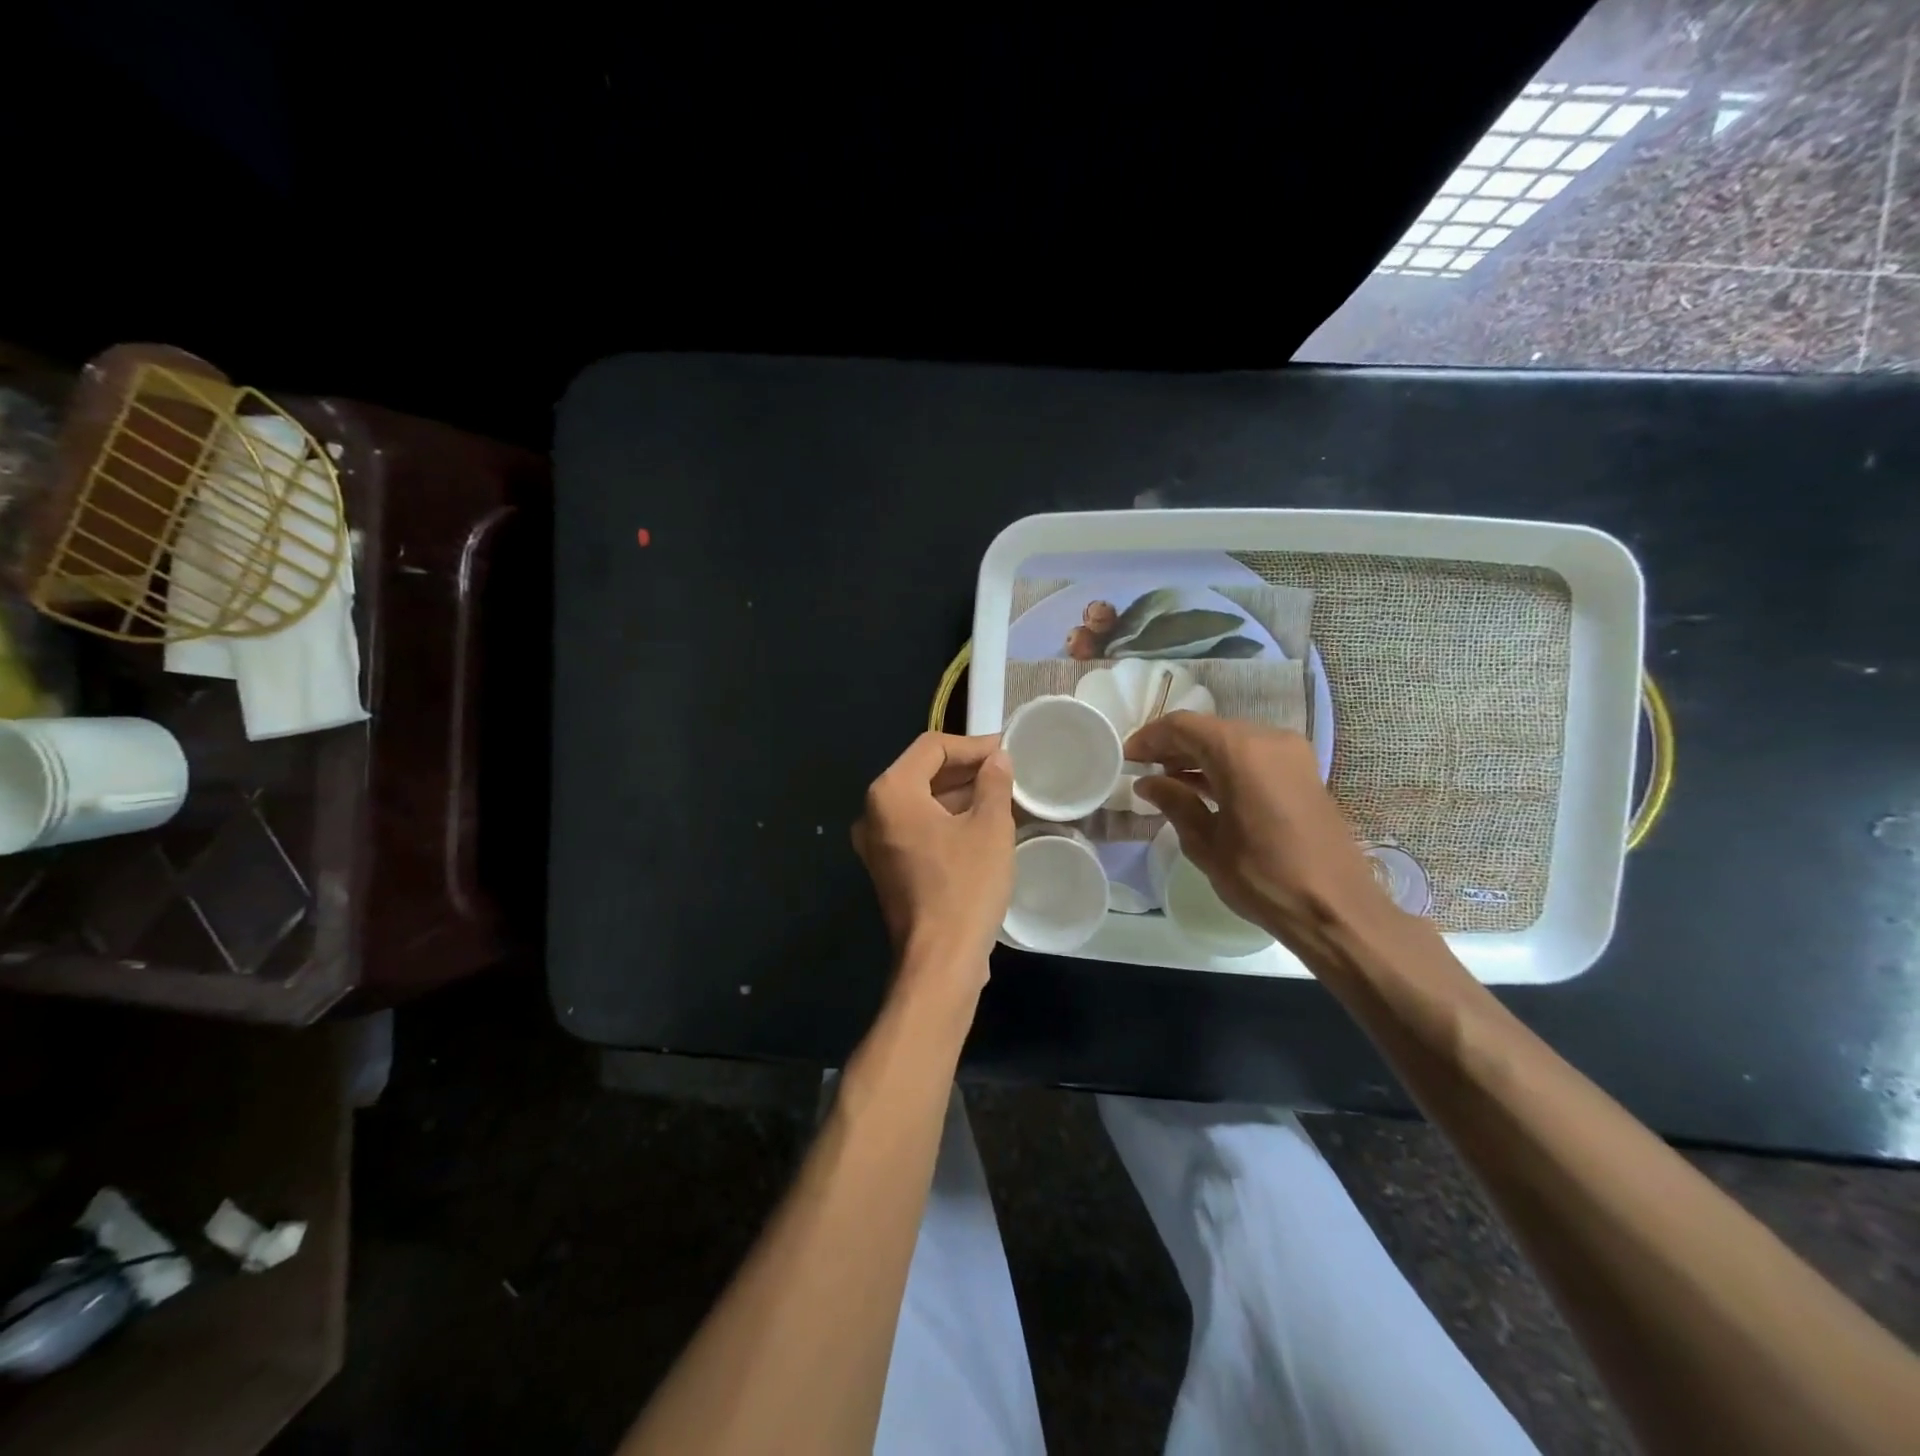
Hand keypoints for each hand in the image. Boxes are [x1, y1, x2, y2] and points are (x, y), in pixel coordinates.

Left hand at [852, 733, 1015, 990]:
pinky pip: (918, 828)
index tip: (1006, 750)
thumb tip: (997, 759)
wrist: (941, 960)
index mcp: (891, 793)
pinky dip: (946, 820)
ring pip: (921, 802)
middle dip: (965, 769)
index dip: (972, 745)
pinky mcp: (888, 868)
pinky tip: (981, 825)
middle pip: (922, 772)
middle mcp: (874, 813)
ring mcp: (877, 843)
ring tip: (1001, 795)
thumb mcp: (990, 827)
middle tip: (1007, 771)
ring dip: (958, 795)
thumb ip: (993, 783)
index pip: (932, 748)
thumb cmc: (966, 885)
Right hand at [1124, 714, 1394, 944]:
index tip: (1126, 757)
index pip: (1182, 726)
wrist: (1336, 909)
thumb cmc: (1263, 877)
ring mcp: (1292, 754)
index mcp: (1240, 751)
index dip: (1149, 738)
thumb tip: (1148, 783)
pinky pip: (1254, 756)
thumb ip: (1175, 803)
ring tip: (1168, 781)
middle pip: (1209, 729)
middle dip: (1173, 746)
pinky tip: (1203, 789)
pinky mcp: (1304, 772)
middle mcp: (1268, 739)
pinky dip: (1225, 765)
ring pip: (1232, 741)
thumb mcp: (1206, 843)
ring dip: (1199, 756)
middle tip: (1144, 770)